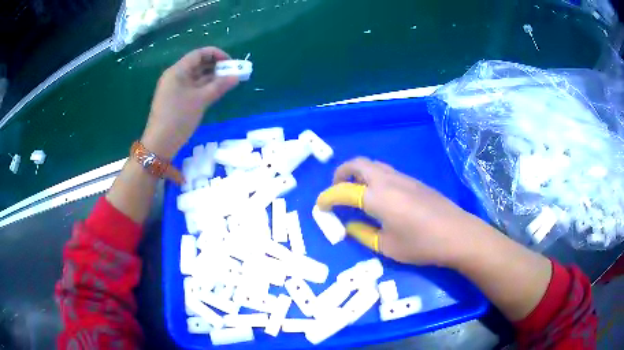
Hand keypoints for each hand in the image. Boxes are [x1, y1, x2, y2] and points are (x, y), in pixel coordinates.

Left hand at [141, 47, 238, 158]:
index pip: (199, 54)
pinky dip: (204, 87)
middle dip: (216, 66)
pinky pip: (192, 87)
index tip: (231, 63)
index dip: (216, 54)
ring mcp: (174, 88)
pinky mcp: (175, 99)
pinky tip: (216, 91)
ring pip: (196, 76)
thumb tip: (237, 77)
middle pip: (197, 64)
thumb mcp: (201, 100)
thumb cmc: (178, 118)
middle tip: (232, 73)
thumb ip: (219, 86)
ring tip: (228, 82)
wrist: (160, 144)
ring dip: (211, 77)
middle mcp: (175, 76)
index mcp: (177, 71)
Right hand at [316, 158, 488, 266]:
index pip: (343, 191)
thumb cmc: (421, 244)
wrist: (457, 234)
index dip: (327, 197)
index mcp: (377, 197)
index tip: (320, 206)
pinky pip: (386, 171)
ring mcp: (403, 178)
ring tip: (355, 193)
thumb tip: (350, 225)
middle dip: (341, 174)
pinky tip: (379, 196)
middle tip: (336, 191)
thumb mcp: (386, 246)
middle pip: (357, 164)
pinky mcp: (414, 181)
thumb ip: (363, 233)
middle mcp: (387, 180)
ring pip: (373, 165)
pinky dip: (373, 177)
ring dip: (358, 173)